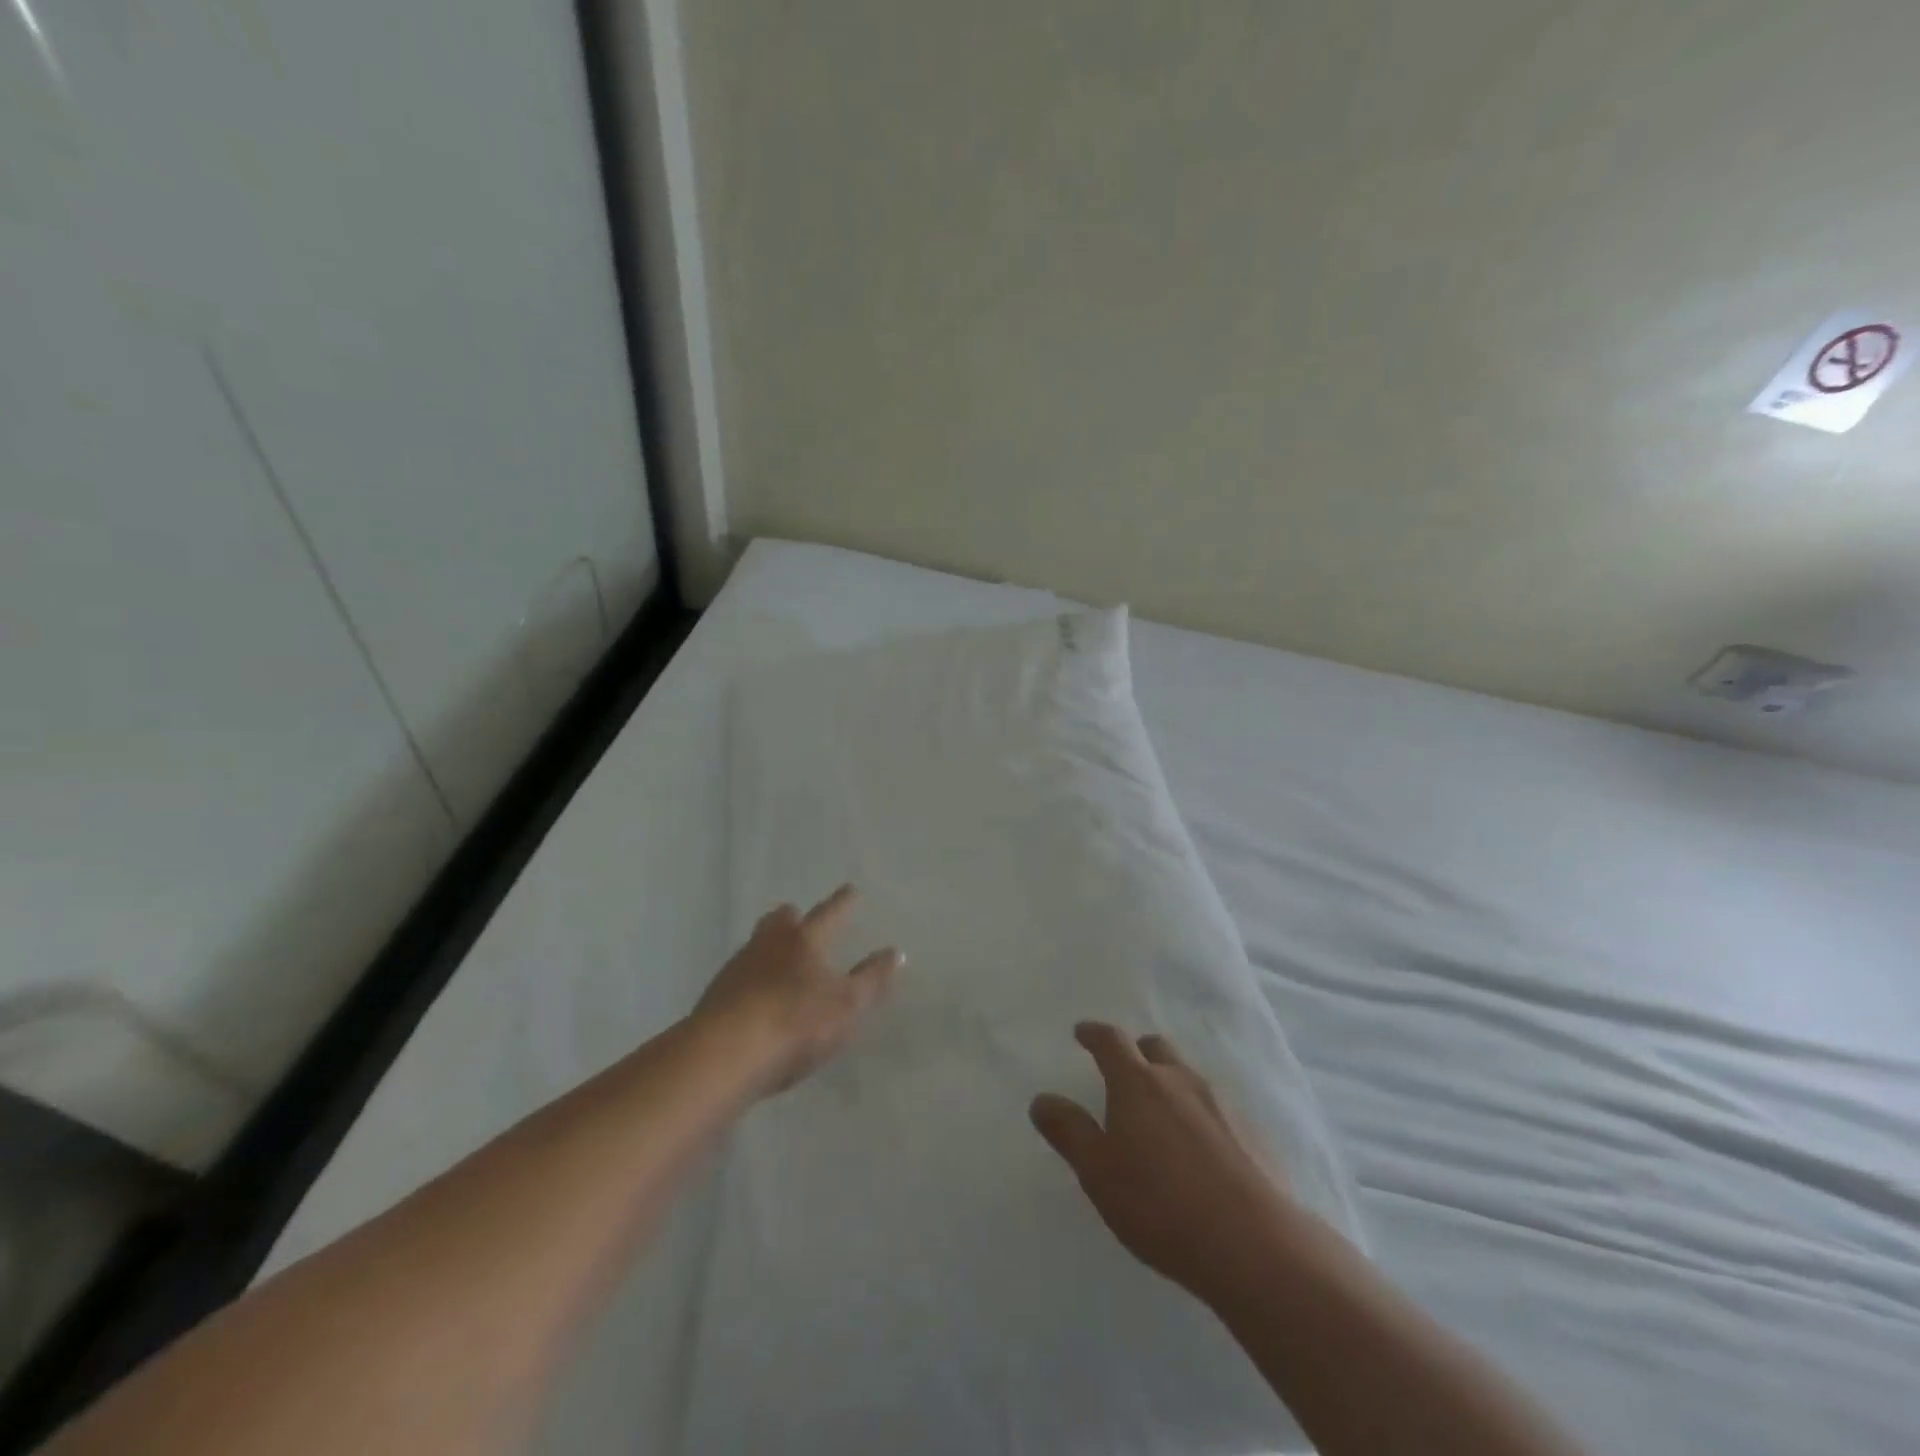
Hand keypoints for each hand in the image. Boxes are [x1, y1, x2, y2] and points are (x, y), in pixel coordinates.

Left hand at [695, 885, 901, 1097]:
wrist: (724, 1056)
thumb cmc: (796, 1024)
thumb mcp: (847, 1005)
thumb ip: (872, 979)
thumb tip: (895, 952)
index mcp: (804, 940)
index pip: (829, 914)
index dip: (843, 903)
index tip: (850, 890)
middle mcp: (769, 944)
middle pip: (781, 920)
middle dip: (793, 918)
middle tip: (802, 920)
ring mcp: (737, 968)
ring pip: (757, 944)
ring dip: (770, 946)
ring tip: (780, 959)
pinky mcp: (715, 996)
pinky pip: (740, 975)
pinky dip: (753, 978)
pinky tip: (757, 996)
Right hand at [1030, 1022, 1302, 1305]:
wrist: (1254, 1245)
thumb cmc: (1160, 1205)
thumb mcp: (1098, 1173)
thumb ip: (1069, 1131)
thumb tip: (1042, 1099)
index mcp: (1138, 1083)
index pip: (1111, 1042)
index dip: (1094, 1034)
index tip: (1082, 1033)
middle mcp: (1180, 1080)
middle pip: (1155, 1048)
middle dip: (1136, 1052)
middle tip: (1123, 1071)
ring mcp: (1221, 1104)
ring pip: (1187, 1076)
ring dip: (1169, 1082)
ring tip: (1159, 1113)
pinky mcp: (1252, 1133)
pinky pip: (1215, 1108)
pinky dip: (1198, 1114)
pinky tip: (1198, 1150)